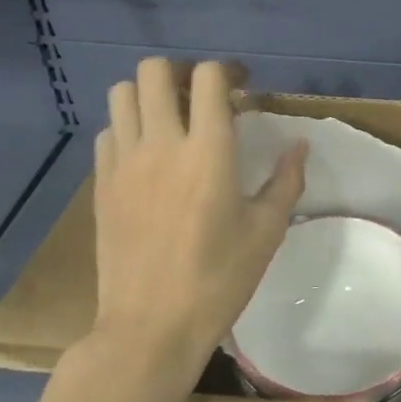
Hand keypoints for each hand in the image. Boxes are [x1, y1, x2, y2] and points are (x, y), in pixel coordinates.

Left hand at [79, 58, 306, 379]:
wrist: (149, 330)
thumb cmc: (217, 279)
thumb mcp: (266, 231)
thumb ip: (286, 180)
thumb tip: (300, 145)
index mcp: (208, 150)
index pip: (209, 76)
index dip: (227, 71)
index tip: (241, 89)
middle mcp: (162, 144)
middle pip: (155, 71)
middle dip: (181, 72)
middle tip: (200, 96)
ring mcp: (124, 162)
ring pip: (122, 94)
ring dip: (148, 95)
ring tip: (170, 118)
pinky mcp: (100, 184)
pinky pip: (107, 132)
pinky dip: (127, 128)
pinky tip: (146, 154)